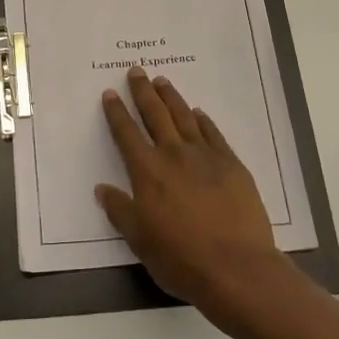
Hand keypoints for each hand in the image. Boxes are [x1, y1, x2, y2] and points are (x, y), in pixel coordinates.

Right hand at [96, 66, 303, 328]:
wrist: (236, 267)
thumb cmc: (180, 258)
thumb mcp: (139, 240)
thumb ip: (120, 211)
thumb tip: (102, 189)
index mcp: (147, 172)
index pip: (127, 134)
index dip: (117, 112)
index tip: (111, 93)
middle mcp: (174, 155)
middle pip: (155, 115)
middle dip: (143, 92)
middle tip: (136, 71)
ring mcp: (206, 157)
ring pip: (184, 118)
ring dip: (171, 98)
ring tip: (162, 81)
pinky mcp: (232, 165)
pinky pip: (213, 134)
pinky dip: (203, 121)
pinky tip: (198, 113)